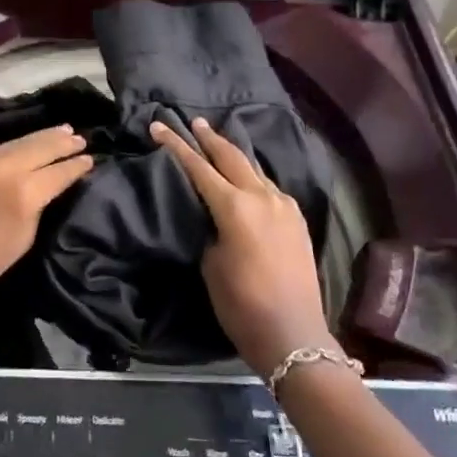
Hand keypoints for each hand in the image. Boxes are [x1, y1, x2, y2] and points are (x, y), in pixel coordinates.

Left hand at [0, 126, 92, 332]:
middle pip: (39, 146)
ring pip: (16, 142)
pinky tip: (22, 147)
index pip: (58, 172)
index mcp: (22, 194)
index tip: (91, 158)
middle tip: (80, 137)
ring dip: (40, 138)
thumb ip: (37, 209)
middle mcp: (2, 168)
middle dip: (61, 141)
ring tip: (60, 132)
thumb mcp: (20, 242)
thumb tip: (47, 189)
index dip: (76, 165)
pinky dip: (13, 147)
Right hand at [152, 117, 333, 376]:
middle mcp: (262, 197)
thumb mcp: (210, 264)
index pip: (199, 167)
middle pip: (232, 157)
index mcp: (235, 206)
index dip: (177, 145)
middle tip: (195, 123)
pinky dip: (252, 176)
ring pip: (254, 169)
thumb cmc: (242, 304)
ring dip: (234, 155)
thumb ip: (209, 228)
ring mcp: (284, 206)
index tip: (159, 126)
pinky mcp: (296, 220)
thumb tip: (212, 215)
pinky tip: (247, 178)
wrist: (294, 334)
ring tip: (218, 143)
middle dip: (210, 139)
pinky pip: (269, 187)